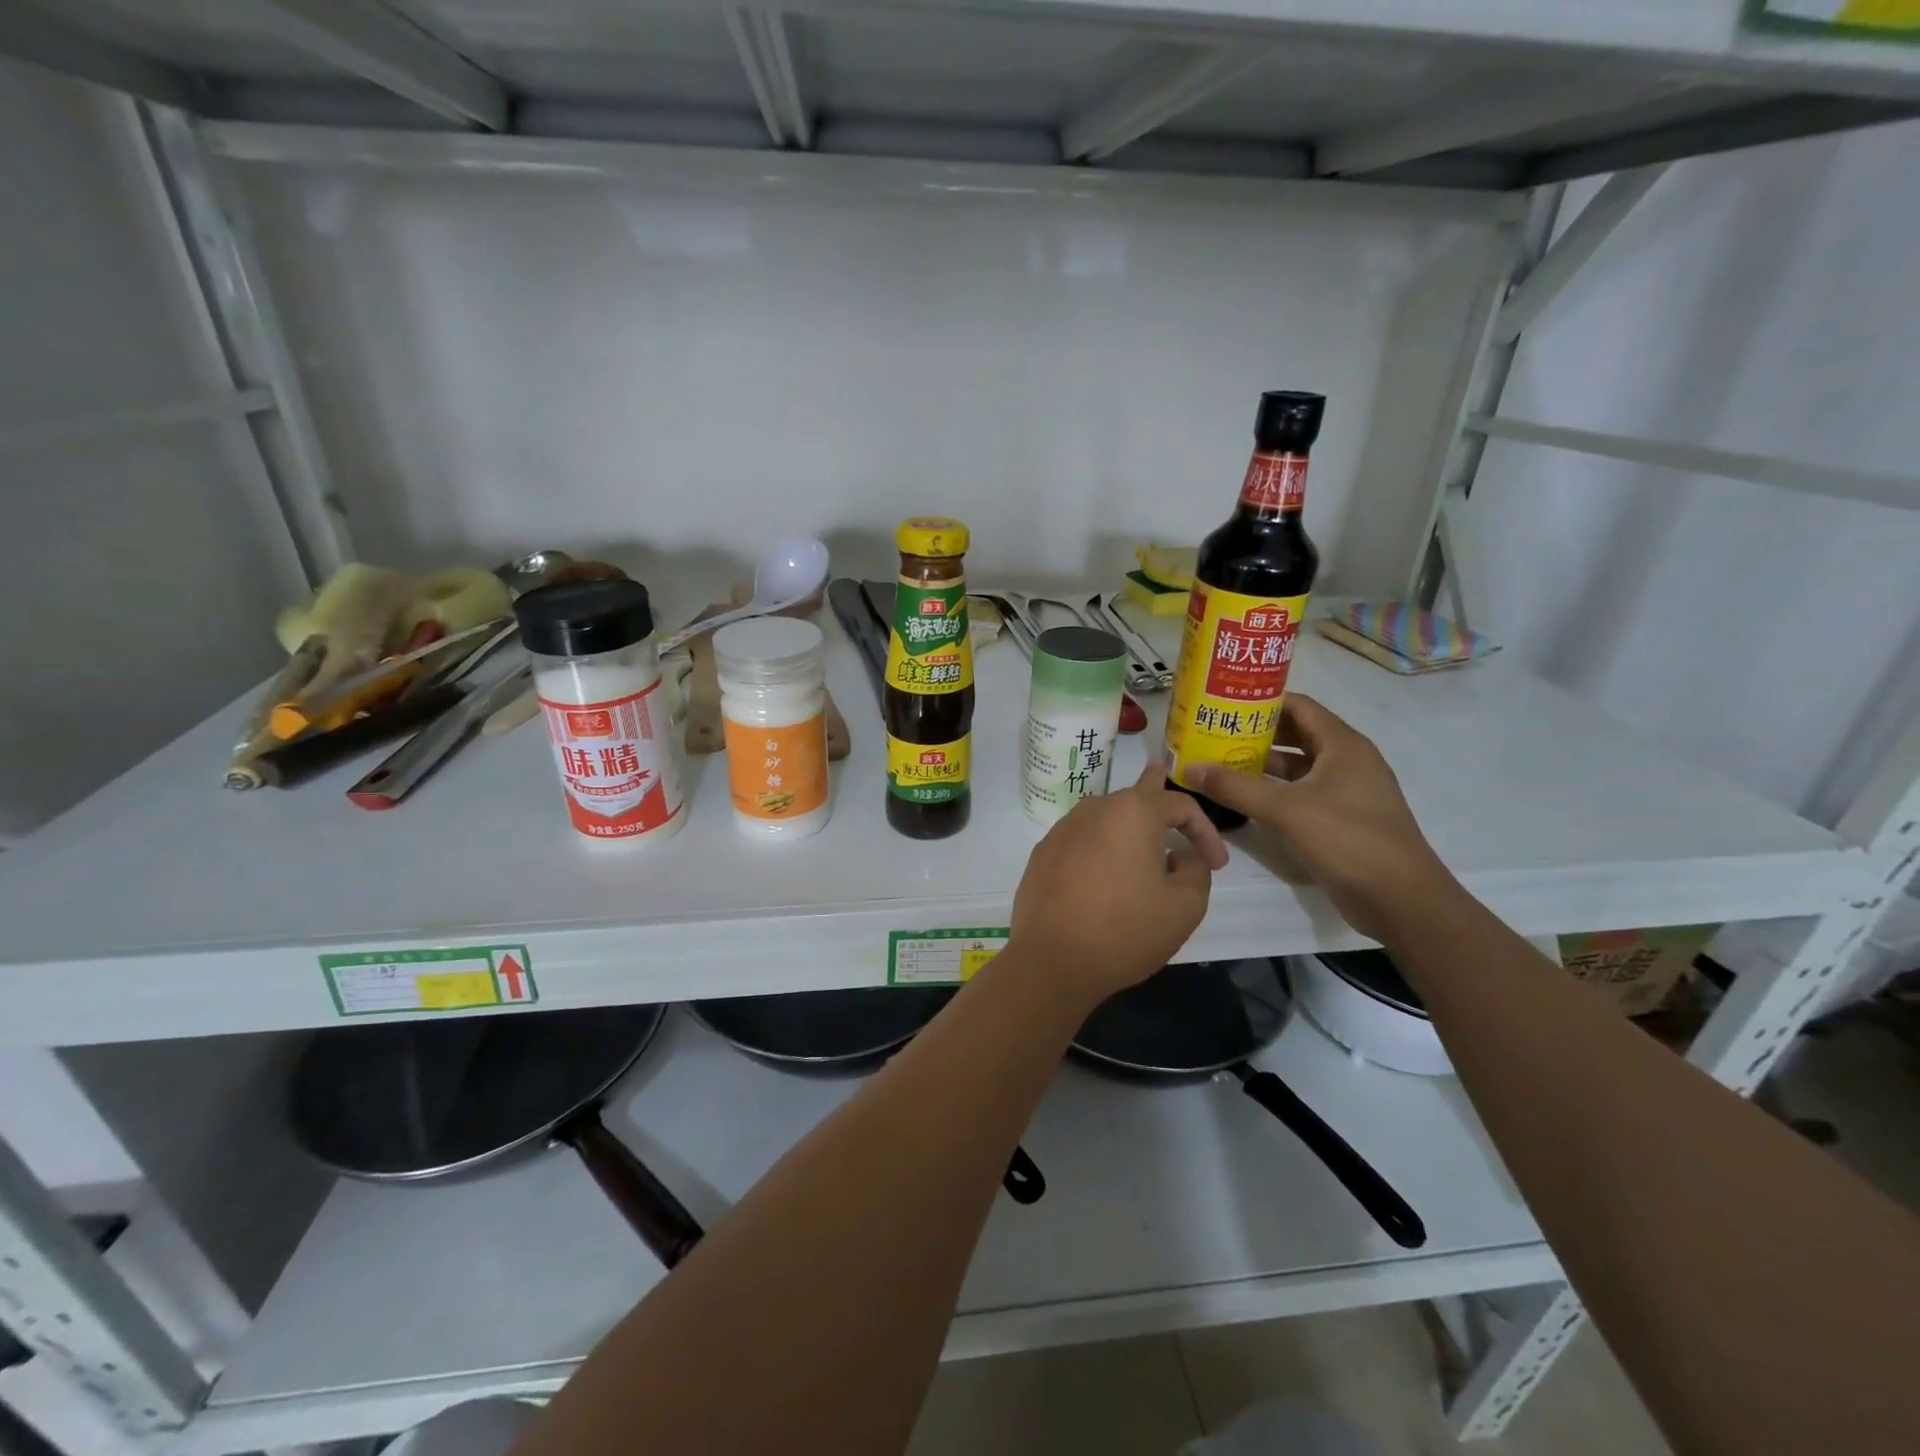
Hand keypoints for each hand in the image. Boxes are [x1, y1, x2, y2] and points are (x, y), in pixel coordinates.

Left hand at [1009, 759, 1227, 1003]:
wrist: (1052, 960)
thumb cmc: (1125, 929)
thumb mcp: (1185, 906)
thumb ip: (1196, 870)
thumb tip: (1182, 856)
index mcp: (1132, 812)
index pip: (1180, 804)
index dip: (1206, 831)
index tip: (1218, 865)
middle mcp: (1094, 809)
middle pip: (1134, 796)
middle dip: (1155, 789)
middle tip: (1161, 770)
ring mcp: (1062, 830)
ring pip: (1105, 818)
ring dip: (1128, 827)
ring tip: (1141, 835)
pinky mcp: (1043, 854)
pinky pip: (1081, 841)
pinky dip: (1101, 848)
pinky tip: (1105, 872)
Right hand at [1186, 695, 1453, 941]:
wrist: (1401, 899)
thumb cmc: (1348, 840)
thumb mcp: (1285, 810)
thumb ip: (1235, 787)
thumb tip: (1189, 768)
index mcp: (1343, 745)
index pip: (1298, 706)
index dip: (1261, 701)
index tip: (1223, 702)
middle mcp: (1348, 761)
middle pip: (1296, 734)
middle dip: (1256, 733)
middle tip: (1214, 733)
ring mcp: (1347, 791)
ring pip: (1298, 767)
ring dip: (1262, 764)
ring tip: (1220, 763)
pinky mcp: (1343, 819)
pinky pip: (1302, 793)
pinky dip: (1274, 791)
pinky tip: (1244, 799)